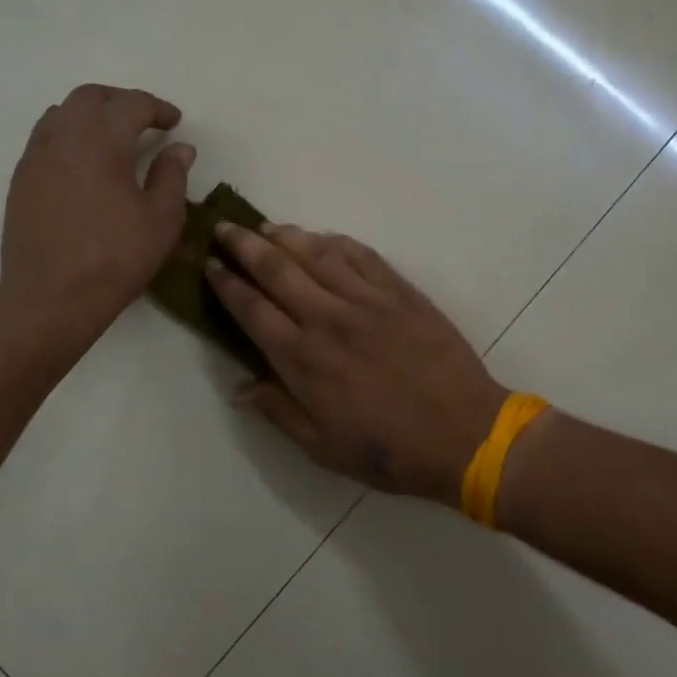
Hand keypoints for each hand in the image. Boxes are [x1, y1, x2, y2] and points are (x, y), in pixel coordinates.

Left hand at [0, 84, 194, 346]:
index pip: (131, 104)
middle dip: (120, 101)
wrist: (51, 298)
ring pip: (62, 113)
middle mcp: (64, 137)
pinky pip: (45, 138)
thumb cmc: (115, 259)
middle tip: (144, 121)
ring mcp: (36, 157)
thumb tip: (179, 148)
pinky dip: (68, 135)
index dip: (157, 108)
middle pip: (90, 97)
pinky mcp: (21, 180)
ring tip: (112, 137)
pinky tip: (83, 163)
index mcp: (102, 140)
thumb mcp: (162, 219)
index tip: (174, 122)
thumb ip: (172, 175)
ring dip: (90, 114)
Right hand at [206, 223, 507, 506]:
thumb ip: (279, 411)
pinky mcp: (400, 292)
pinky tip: (322, 237)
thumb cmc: (389, 450)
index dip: (227, 284)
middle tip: (224, 228)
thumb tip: (239, 388)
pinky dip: (336, 241)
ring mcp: (366, 300)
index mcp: (304, 359)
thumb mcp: (323, 447)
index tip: (210, 265)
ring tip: (265, 227)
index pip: (252, 309)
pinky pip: (361, 255)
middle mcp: (328, 319)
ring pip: (316, 253)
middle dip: (244, 246)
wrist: (466, 435)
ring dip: (285, 236)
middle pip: (276, 269)